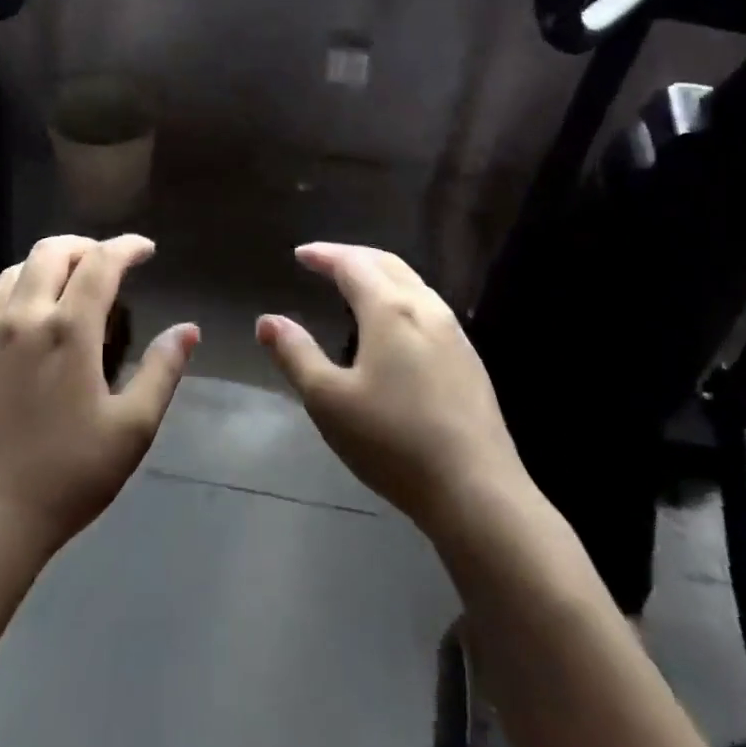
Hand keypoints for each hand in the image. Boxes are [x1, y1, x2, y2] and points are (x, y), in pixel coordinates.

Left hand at [0, 235, 197, 562]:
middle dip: (84, 246)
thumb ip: (162, 372)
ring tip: (66, 285)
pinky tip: (24, 325)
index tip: (145, 249)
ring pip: (13, 273)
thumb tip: (188, 330)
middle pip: (51, 251)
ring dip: (45, 266)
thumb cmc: (66, 477)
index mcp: (69, 329)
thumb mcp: (131, 430)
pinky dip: (13, 300)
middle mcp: (24, 318)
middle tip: (107, 262)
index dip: (127, 247)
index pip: (101, 263)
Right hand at [257, 243, 532, 539]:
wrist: (478, 492)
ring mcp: (453, 333)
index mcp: (389, 310)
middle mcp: (425, 308)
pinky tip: (395, 324)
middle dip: (352, 256)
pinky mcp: (469, 360)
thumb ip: (296, 355)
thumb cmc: (394, 442)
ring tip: (356, 285)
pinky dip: (400, 295)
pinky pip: (428, 306)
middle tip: (324, 261)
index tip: (300, 254)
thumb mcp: (328, 401)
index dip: (324, 255)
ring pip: (412, 283)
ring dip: (379, 273)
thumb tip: (267, 320)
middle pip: (386, 264)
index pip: (352, 264)